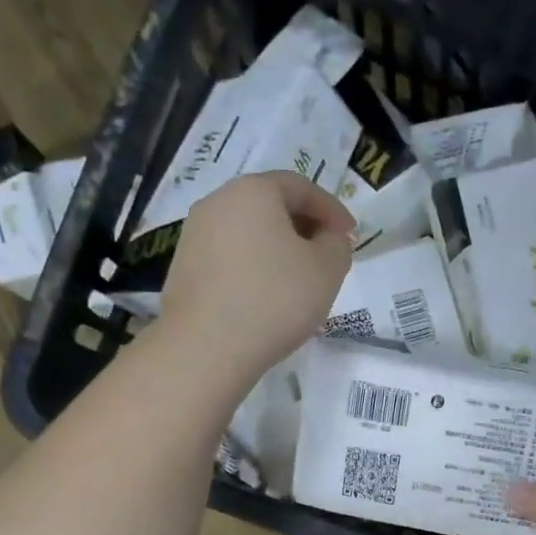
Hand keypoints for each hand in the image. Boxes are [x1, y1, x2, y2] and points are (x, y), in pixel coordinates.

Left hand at [161, 171, 354, 387]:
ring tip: (300, 281)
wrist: (207, 347)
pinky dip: (255, 268)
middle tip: (327, 257)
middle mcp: (217, 202)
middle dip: (304, 228)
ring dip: (278, 250)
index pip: (301, 187)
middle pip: (270, 206)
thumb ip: (337, 245)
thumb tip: (328, 238)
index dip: (332, 210)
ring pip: (249, 233)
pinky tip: (268, 298)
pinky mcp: (184, 268)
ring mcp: (195, 235)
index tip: (351, 236)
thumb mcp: (327, 270)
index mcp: (253, 191)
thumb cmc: (275, 299)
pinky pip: (231, 258)